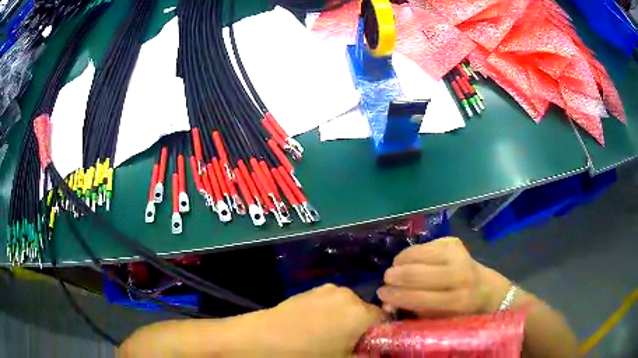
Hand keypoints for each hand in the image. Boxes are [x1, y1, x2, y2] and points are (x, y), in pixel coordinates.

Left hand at [259, 284, 384, 356]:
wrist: (263, 339)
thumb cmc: (307, 354)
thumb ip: (366, 355)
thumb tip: (375, 353)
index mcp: (360, 312)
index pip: (384, 319)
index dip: (380, 334)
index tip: (369, 346)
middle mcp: (347, 294)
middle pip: (365, 312)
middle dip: (361, 327)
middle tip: (347, 343)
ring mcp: (326, 290)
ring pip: (347, 306)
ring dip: (345, 319)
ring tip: (328, 335)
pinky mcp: (309, 290)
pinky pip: (330, 302)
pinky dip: (330, 313)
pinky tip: (313, 326)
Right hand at [378, 237, 510, 316]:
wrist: (487, 290)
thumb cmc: (460, 312)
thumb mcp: (439, 320)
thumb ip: (413, 312)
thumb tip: (387, 302)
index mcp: (457, 301)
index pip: (418, 297)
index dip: (395, 295)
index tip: (380, 293)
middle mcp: (460, 275)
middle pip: (417, 273)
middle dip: (394, 276)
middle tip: (386, 280)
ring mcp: (459, 254)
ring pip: (418, 254)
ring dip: (401, 261)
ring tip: (396, 269)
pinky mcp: (455, 242)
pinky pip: (424, 245)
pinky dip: (412, 254)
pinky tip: (411, 261)